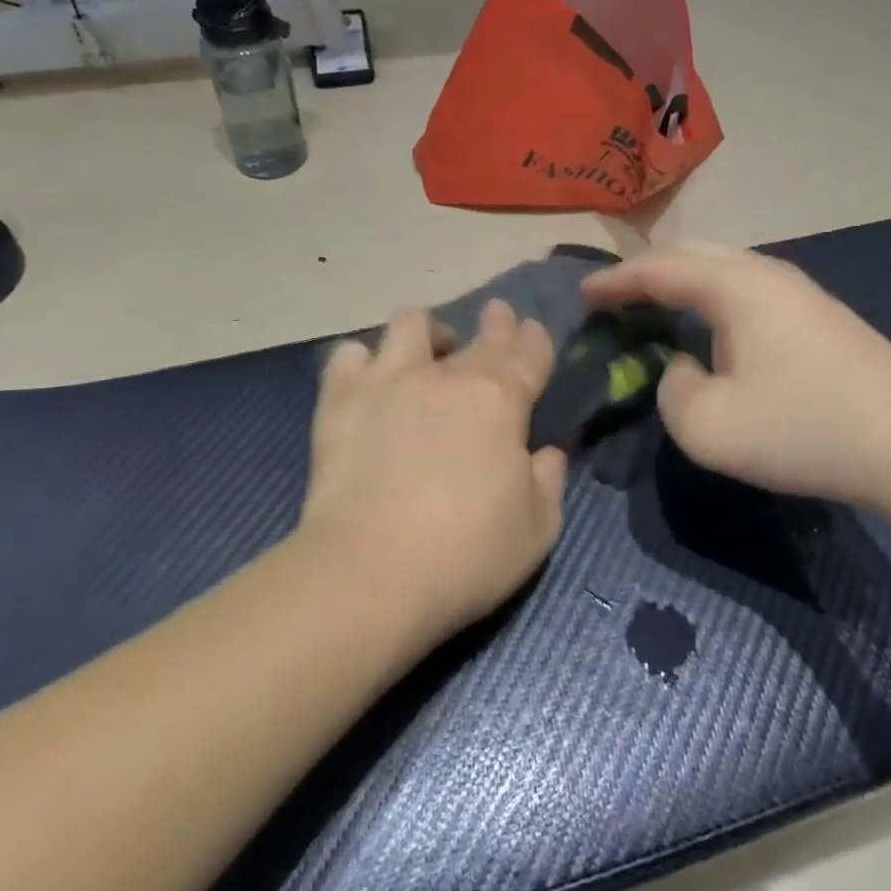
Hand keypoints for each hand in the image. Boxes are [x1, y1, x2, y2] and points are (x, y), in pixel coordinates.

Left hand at [300, 301, 568, 638]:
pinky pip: (350, 354)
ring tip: (425, 353)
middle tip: (494, 319)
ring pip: (411, 322)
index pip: (528, 351)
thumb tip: (546, 452)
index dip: (533, 337)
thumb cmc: (466, 554)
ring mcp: (389, 379)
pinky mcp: (341, 397)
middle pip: (478, 333)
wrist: (371, 572)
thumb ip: (548, 481)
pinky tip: (368, 382)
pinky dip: (363, 362)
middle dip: (494, 323)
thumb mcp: (536, 530)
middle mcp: (447, 375)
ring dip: (426, 333)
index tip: (530, 328)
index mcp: (501, 399)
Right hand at [583, 244, 890, 510]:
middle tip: (614, 296)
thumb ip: (671, 391)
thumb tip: (682, 368)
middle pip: (692, 254)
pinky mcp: (819, 315)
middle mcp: (765, 272)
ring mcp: (798, 291)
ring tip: (654, 306)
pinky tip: (711, 327)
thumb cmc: (804, 428)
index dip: (614, 281)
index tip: (581, 294)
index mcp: (733, 285)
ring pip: (723, 268)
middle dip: (647, 271)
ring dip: (683, 283)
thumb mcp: (709, 426)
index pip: (658, 269)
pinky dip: (712, 299)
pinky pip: (746, 290)